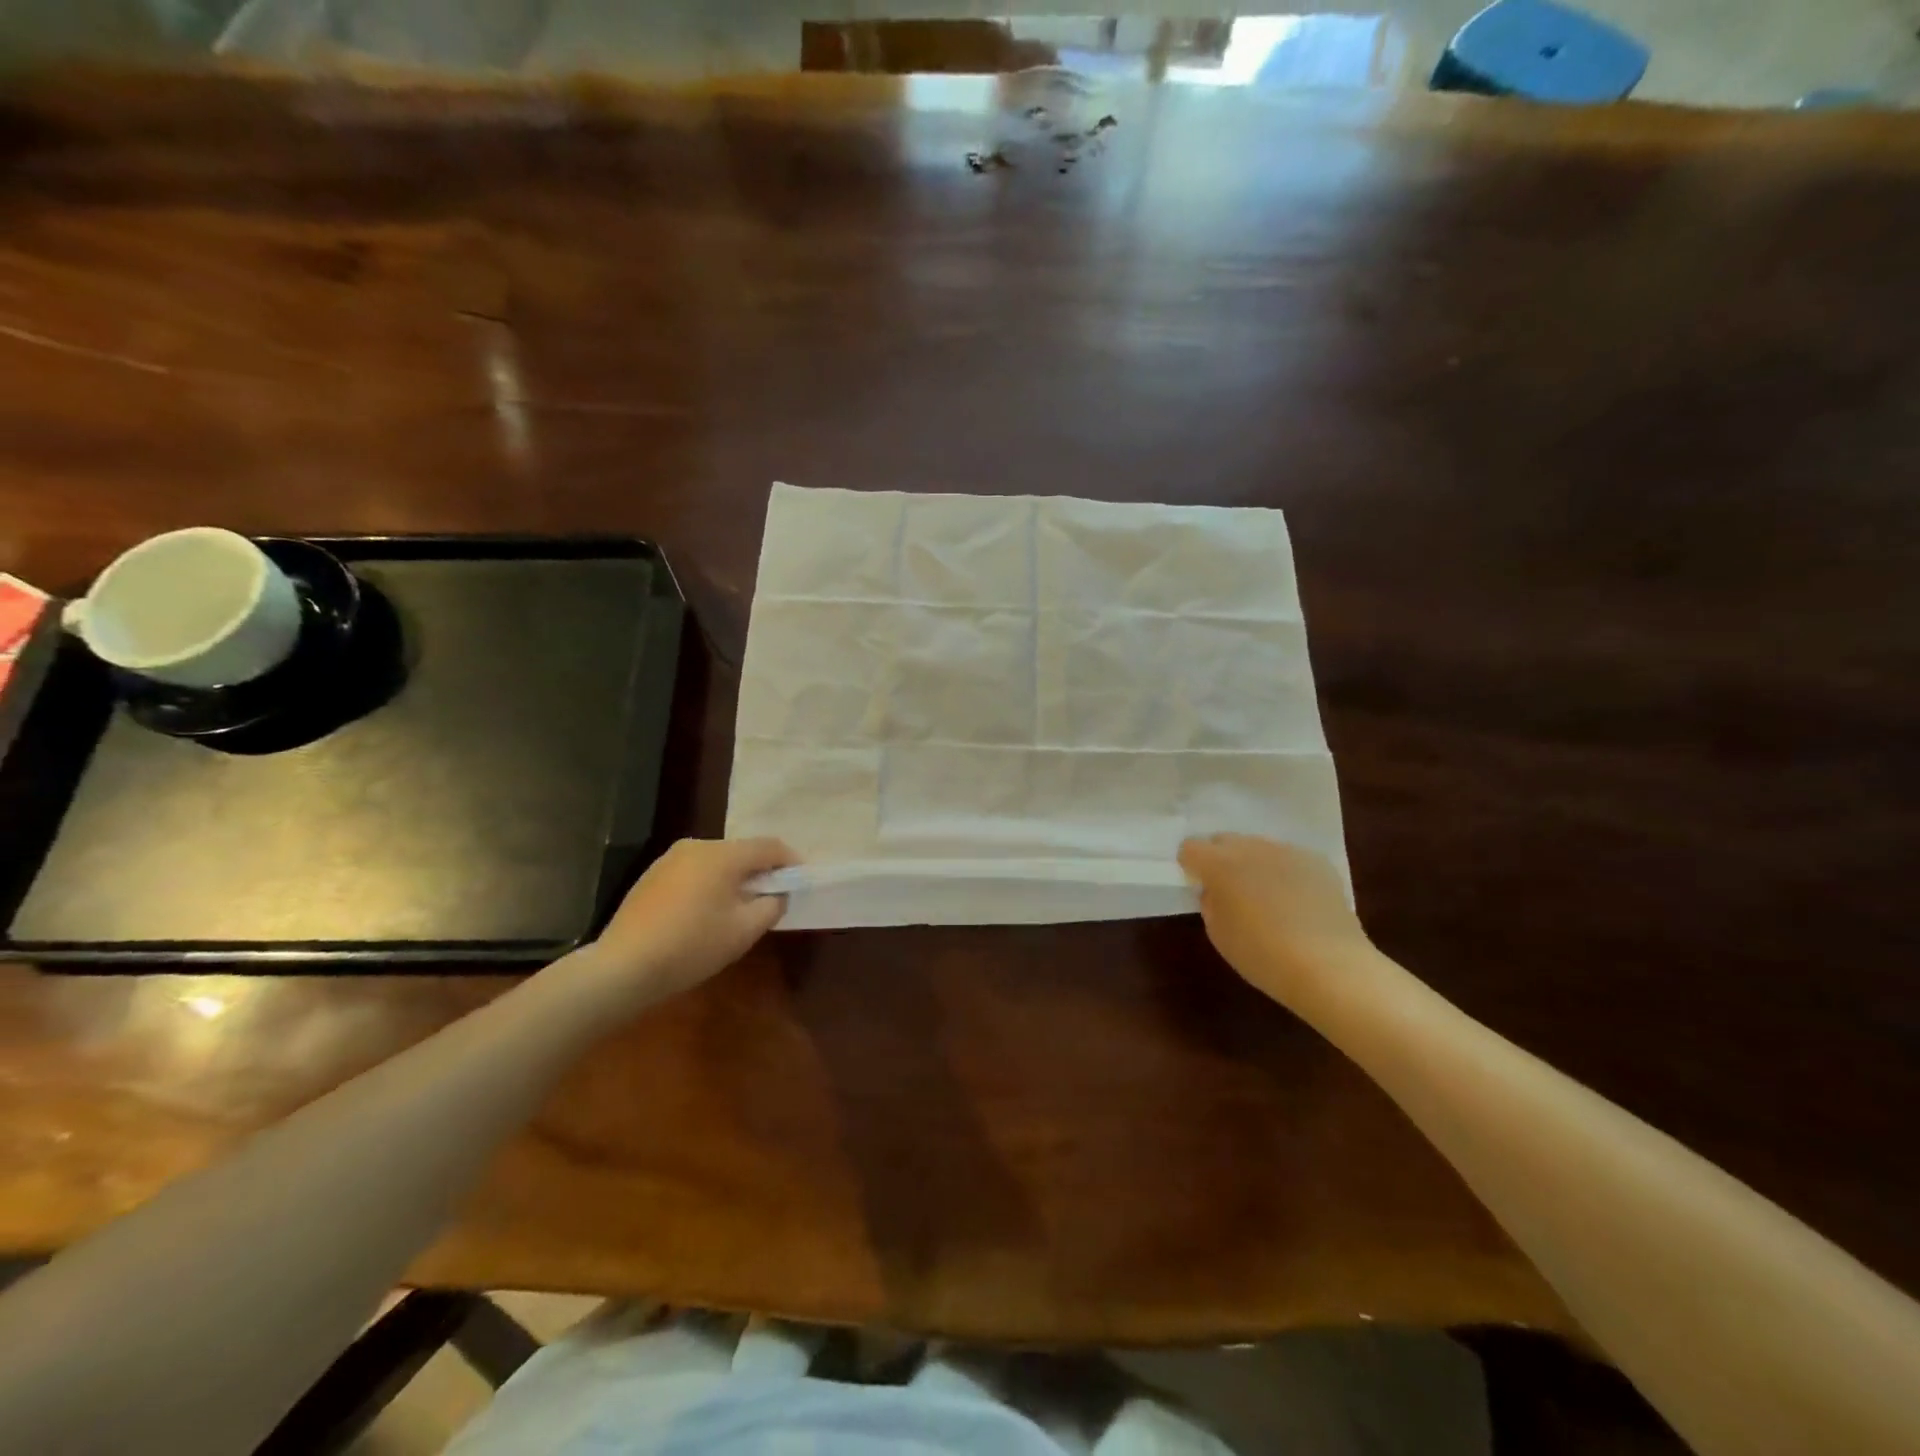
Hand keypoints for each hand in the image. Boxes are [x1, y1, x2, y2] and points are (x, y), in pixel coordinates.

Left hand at [581, 837, 796, 1007]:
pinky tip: (706, 913)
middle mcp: (696, 846)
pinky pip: (694, 872)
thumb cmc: (692, 946)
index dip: (791, 862)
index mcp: (723, 854)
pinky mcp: (652, 876)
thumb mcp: (744, 931)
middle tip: (773, 898)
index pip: (770, 846)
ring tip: (740, 908)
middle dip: (761, 872)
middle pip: (742, 852)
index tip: (802, 882)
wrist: (622, 968)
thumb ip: (771, 905)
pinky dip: (709, 885)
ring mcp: (670, 859)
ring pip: (716, 862)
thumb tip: (777, 893)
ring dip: (734, 879)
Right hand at [1178, 834, 1373, 1007]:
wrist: (1330, 966)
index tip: (1199, 886)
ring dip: (1254, 864)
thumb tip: (1215, 890)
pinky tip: (1297, 902)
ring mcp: (1287, 851)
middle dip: (1220, 859)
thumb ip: (1210, 903)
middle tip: (1230, 891)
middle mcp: (1251, 847)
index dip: (1190, 866)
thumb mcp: (1218, 934)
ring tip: (1267, 897)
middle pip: (1224, 840)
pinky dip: (1285, 872)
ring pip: (1258, 847)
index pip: (1190, 848)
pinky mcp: (1317, 861)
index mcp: (1219, 864)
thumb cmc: (1263, 955)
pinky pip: (1289, 859)